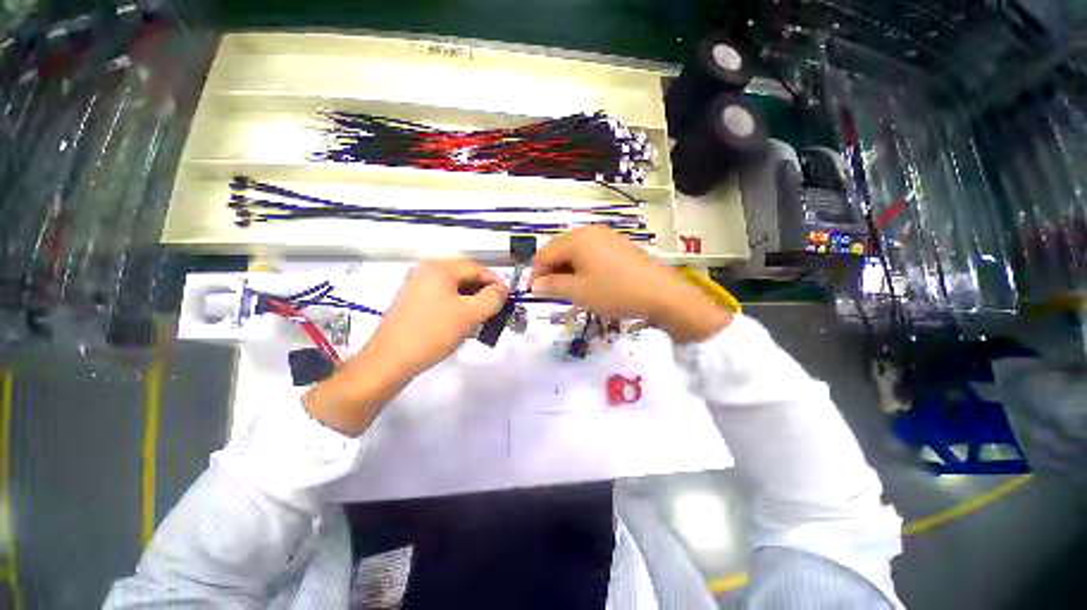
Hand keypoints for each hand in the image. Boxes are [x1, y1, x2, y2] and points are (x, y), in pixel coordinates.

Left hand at [368, 258, 508, 376]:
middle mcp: (427, 271)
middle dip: (483, 295)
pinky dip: (457, 310)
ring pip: (456, 291)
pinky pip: (444, 300)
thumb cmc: (433, 332)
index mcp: (440, 268)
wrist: (390, 360)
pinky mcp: (414, 303)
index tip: (508, 299)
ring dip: (472, 304)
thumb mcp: (470, 314)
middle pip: (466, 278)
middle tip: (495, 312)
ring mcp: (418, 287)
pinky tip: (462, 326)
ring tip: (480, 322)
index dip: (496, 283)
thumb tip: (502, 290)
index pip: (477, 268)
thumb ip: (492, 298)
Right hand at [529, 227, 730, 342]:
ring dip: (566, 269)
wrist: (660, 292)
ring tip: (569, 288)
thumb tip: (534, 285)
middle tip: (551, 291)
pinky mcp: (618, 244)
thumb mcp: (579, 292)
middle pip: (559, 249)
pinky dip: (582, 265)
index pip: (545, 253)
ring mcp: (606, 236)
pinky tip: (588, 280)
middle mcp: (589, 232)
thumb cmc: (614, 292)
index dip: (536, 273)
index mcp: (576, 240)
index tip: (534, 292)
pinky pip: (591, 252)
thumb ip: (552, 286)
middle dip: (551, 270)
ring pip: (576, 251)